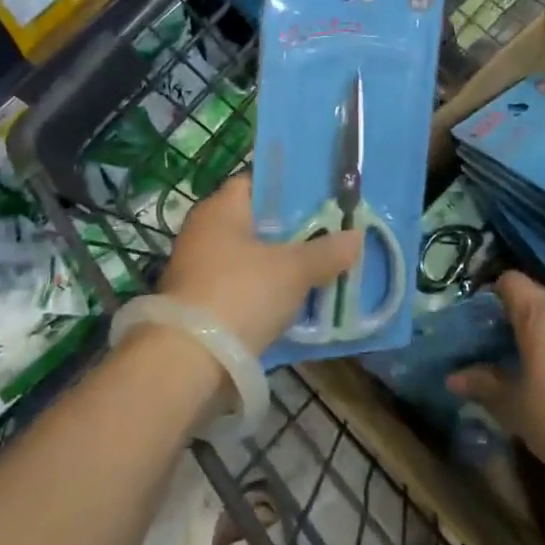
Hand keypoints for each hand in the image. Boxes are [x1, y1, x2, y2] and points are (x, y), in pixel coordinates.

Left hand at [157, 176, 361, 355]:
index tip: (321, 199)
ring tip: (320, 270)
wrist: (188, 361)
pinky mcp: (199, 304)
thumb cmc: (241, 294)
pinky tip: (295, 303)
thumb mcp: (294, 271)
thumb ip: (327, 251)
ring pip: (251, 258)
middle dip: (291, 231)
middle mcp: (204, 232)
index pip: (256, 183)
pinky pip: (242, 288)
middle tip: (329, 235)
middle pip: (256, 222)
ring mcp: (198, 269)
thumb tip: (355, 236)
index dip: (289, 187)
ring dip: (280, 266)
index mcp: (220, 209)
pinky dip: (266, 293)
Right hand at [448, 272, 544, 486]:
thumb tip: (452, 378)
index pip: (509, 281)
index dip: (490, 295)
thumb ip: (481, 383)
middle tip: (493, 343)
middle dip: (510, 313)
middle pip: (531, 294)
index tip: (477, 323)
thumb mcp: (510, 404)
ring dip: (535, 326)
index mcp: (540, 314)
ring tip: (519, 357)